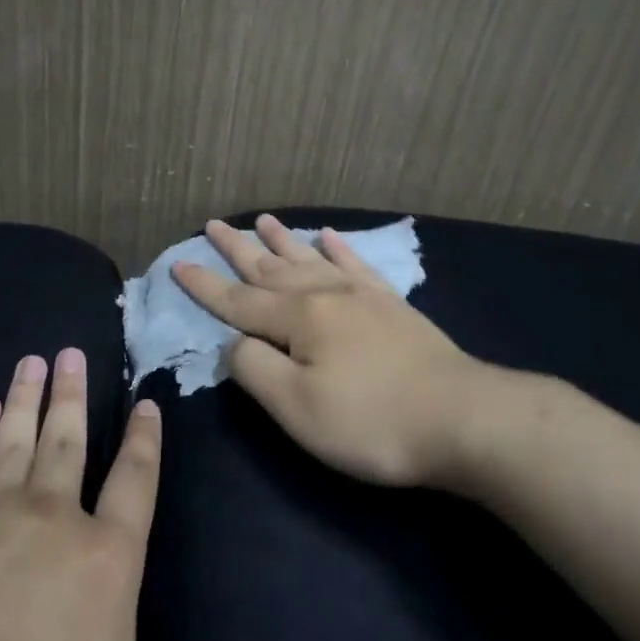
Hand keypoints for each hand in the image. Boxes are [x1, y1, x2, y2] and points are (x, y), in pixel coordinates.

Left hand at [0, 347, 306, 640]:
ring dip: (26, 396)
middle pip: (69, 442)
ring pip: (16, 437)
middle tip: (72, 351)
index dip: (145, 441)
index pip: (135, 482)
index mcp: (104, 560)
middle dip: (74, 395)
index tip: (146, 402)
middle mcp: (51, 518)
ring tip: (33, 359)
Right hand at [171, 215, 491, 486]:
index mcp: (296, 318)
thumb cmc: (370, 421)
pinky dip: (339, 248)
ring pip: (310, 258)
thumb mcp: (297, 408)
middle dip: (237, 248)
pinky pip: (356, 265)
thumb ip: (254, 369)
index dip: (204, 285)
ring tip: (263, 220)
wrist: (461, 417)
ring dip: (283, 240)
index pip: (237, 300)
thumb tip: (232, 343)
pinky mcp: (391, 304)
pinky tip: (330, 236)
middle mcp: (324, 294)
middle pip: (270, 267)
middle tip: (213, 224)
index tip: (178, 262)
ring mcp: (361, 295)